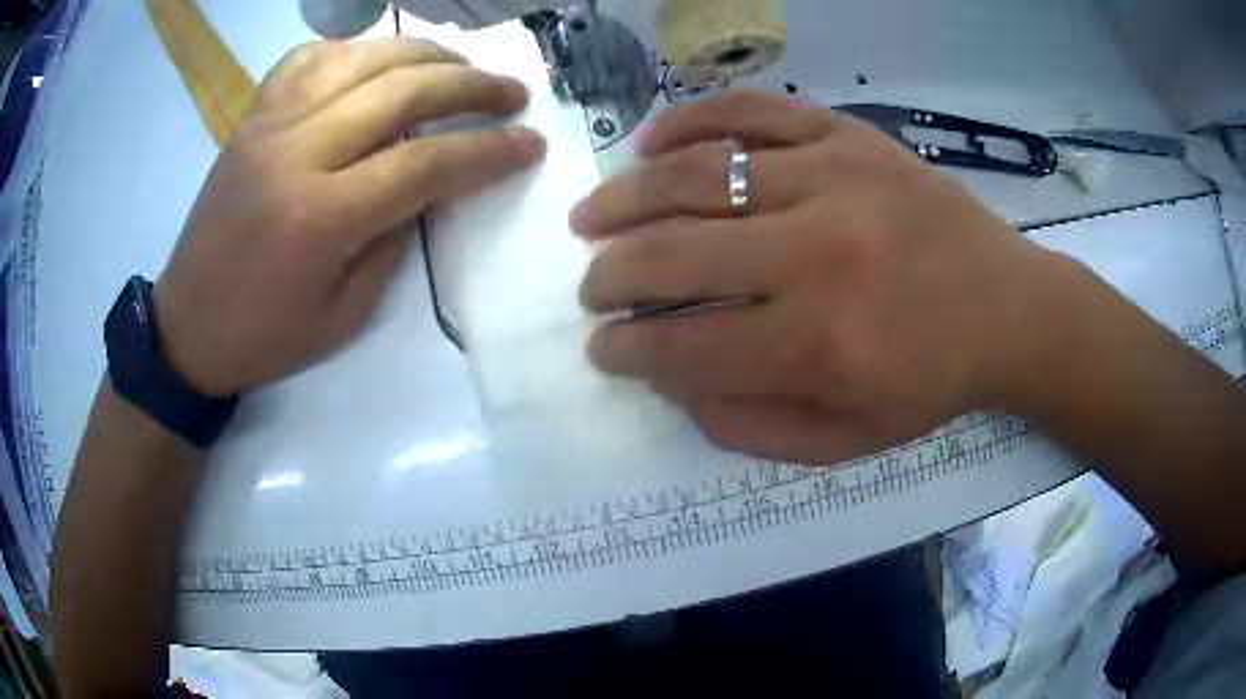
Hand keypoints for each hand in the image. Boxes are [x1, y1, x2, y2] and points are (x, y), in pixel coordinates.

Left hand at [155, 37, 544, 396]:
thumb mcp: (344, 314)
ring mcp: (268, 125)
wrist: (186, 328)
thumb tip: (429, 183)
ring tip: (457, 65)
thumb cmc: (264, 337)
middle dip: (470, 86)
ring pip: (359, 58)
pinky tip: (376, 61)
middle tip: (512, 92)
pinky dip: (352, 50)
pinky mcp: (251, 119)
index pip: (424, 163)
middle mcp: (295, 152)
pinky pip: (306, 60)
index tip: (530, 144)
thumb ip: (394, 240)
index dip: (487, 151)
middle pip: (400, 91)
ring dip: (421, 53)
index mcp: (320, 217)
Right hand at [573, 92, 1076, 464]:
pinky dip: (688, 120)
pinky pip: (749, 110)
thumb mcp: (849, 441)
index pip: (686, 346)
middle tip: (589, 287)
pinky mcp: (847, 135)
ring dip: (626, 199)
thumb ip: (752, 427)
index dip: (629, 350)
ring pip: (697, 175)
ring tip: (591, 216)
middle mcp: (817, 253)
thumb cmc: (933, 381)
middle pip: (675, 254)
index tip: (602, 348)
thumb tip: (675, 385)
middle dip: (611, 276)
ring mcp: (832, 177)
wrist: (1009, 307)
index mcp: (820, 344)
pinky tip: (650, 143)